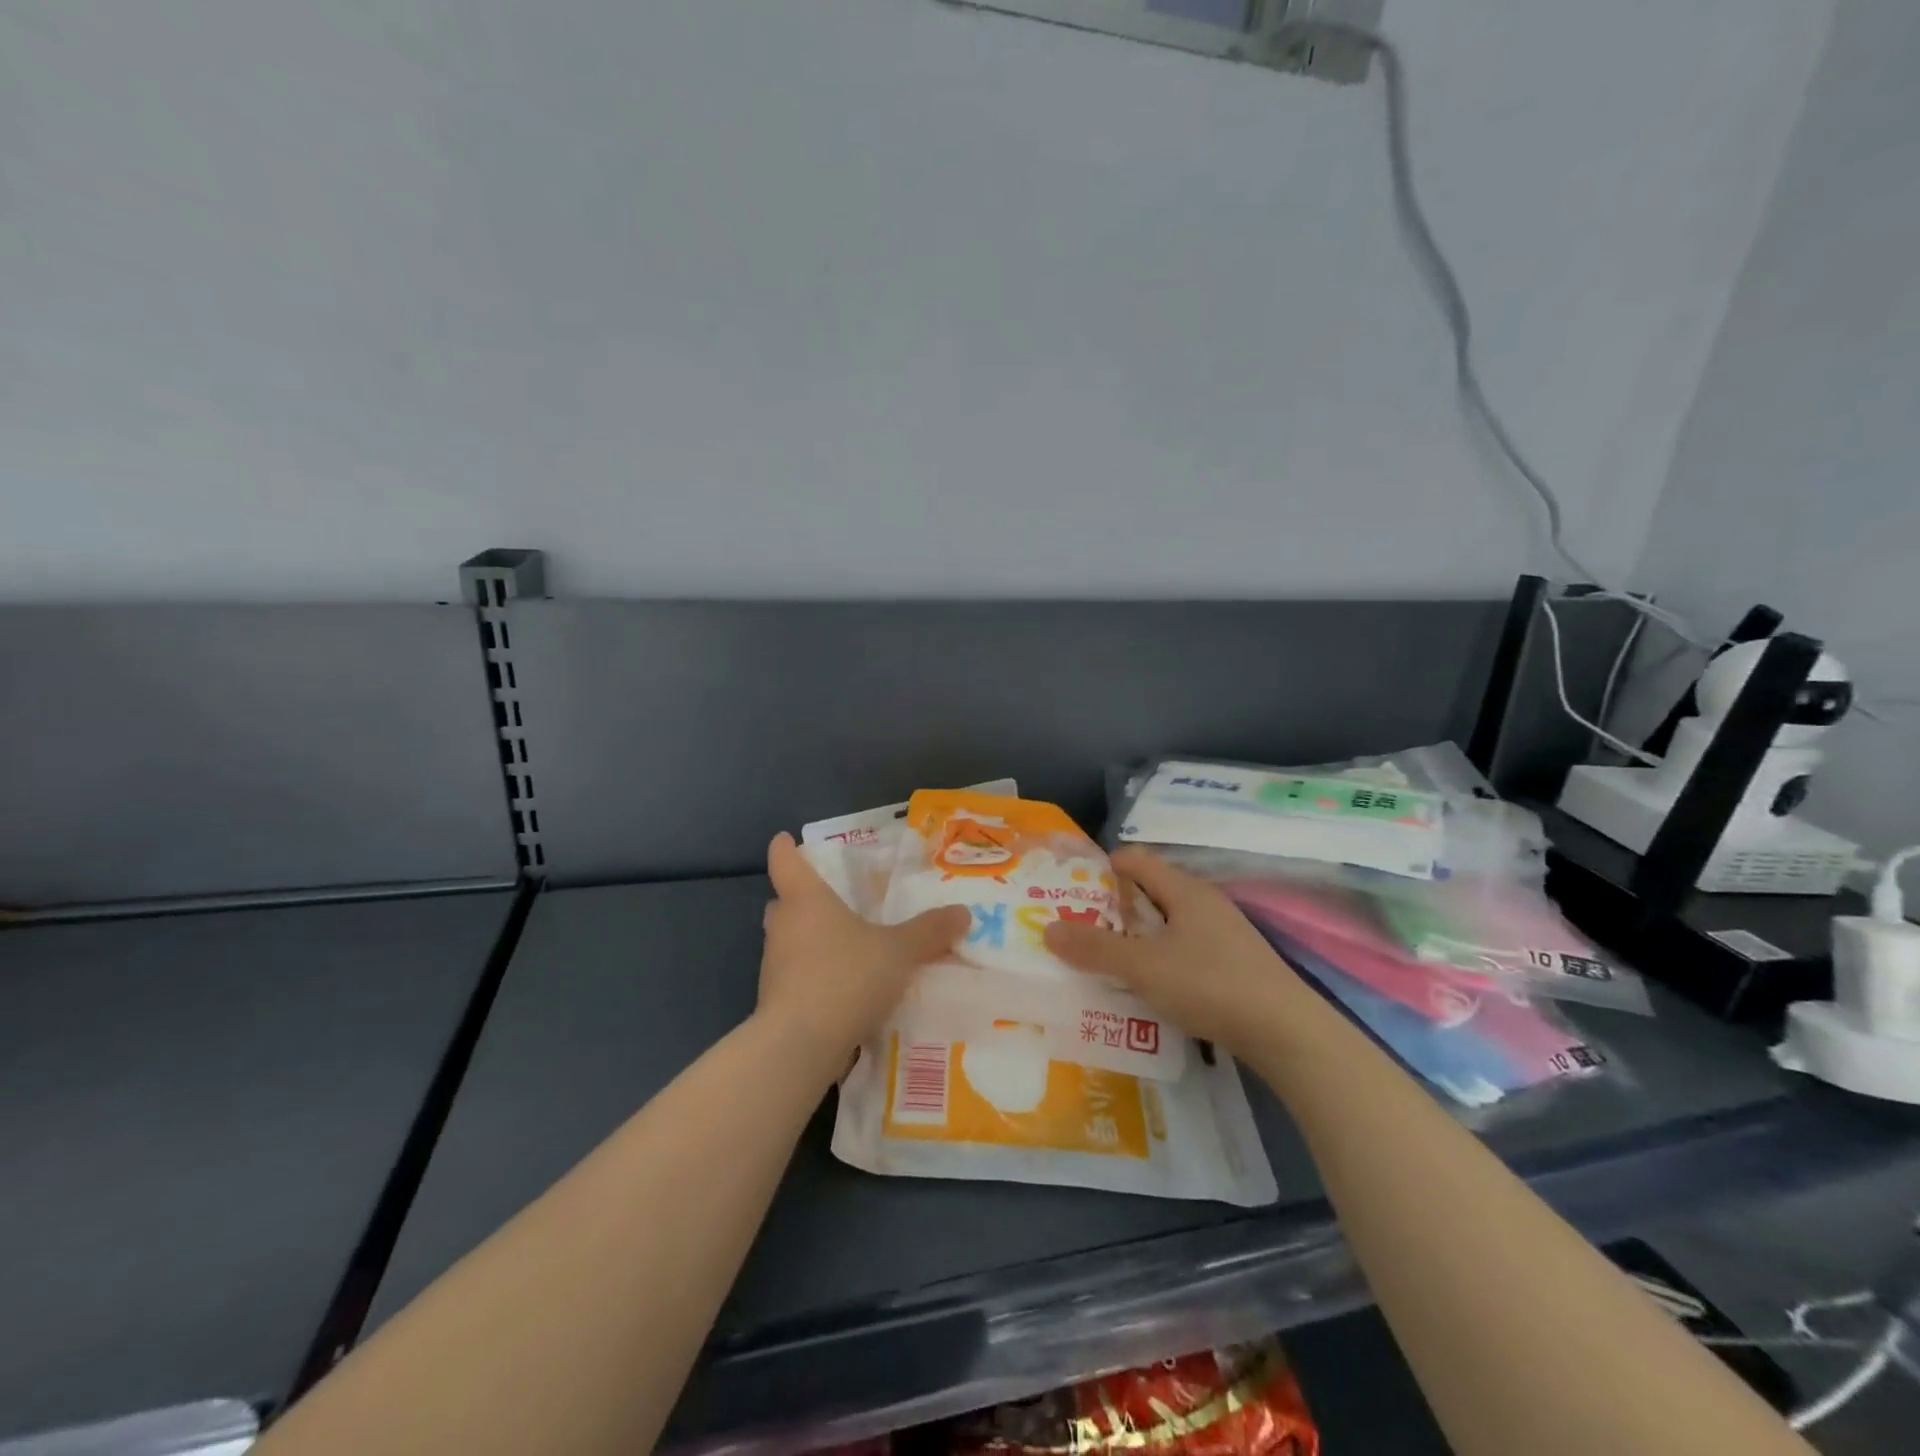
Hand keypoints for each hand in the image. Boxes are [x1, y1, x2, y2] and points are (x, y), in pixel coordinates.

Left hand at [759, 832, 969, 1066]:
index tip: (786, 840)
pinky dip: (812, 977)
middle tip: (828, 901)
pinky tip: (842, 989)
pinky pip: (795, 978)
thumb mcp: (899, 951)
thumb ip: (930, 931)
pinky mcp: (775, 1003)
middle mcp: (784, 927)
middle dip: (800, 900)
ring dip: (808, 941)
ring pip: (788, 942)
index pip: (786, 862)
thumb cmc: (847, 977)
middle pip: (784, 903)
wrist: (801, 1045)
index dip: (786, 849)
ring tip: (844, 947)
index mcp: (806, 900)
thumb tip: (963, 912)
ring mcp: (774, 967)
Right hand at [1044, 845, 1306, 1054]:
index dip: (1100, 869)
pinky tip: (1148, 987)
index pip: (1135, 860)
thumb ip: (1095, 948)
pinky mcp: (1233, 964)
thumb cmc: (1210, 985)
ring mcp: (1223, 934)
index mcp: (1184, 890)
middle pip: (1149, 891)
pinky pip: (1184, 949)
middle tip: (1078, 930)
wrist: (1287, 1034)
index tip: (1070, 892)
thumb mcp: (1143, 967)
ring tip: (1105, 961)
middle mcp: (1204, 903)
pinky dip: (1159, 959)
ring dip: (1135, 938)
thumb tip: (1048, 929)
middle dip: (1112, 908)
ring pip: (1167, 924)